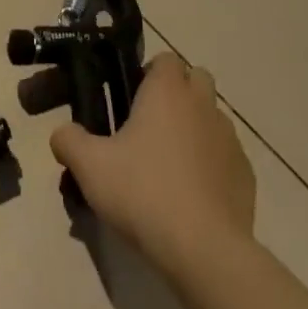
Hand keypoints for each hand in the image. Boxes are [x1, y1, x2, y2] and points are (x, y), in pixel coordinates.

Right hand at [50, 54, 255, 280]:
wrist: (203, 249)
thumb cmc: (143, 193)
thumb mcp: (89, 167)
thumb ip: (68, 141)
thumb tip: (62, 134)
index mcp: (167, 92)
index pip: (165, 59)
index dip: (149, 74)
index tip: (131, 100)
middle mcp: (203, 104)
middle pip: (196, 79)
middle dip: (177, 93)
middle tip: (149, 127)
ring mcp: (229, 139)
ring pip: (212, 117)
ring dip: (195, 128)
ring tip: (169, 165)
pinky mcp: (245, 173)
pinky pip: (226, 155)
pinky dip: (212, 164)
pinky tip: (192, 195)